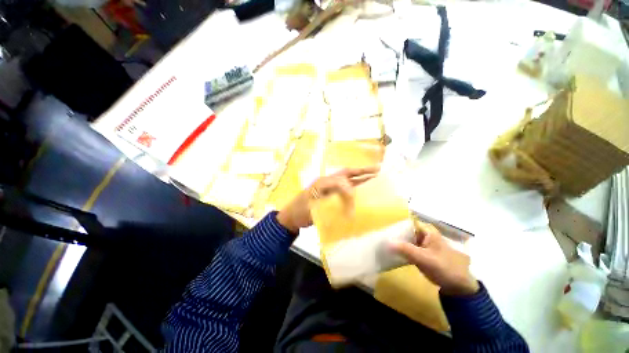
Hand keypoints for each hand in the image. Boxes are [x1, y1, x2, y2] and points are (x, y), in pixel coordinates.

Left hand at [276, 166, 379, 233]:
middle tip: (377, 170)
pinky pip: (347, 194)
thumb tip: (351, 195)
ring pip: (349, 183)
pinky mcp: (333, 200)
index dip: (354, 182)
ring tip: (376, 180)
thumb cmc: (301, 208)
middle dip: (362, 172)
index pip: (343, 177)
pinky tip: (364, 197)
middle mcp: (330, 183)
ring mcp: (332, 191)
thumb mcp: (313, 198)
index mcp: (325, 181)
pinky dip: (356, 194)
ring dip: (362, 181)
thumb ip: (331, 191)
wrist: (293, 218)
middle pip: (348, 175)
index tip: (359, 193)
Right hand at [390, 222, 478, 295]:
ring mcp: (422, 244)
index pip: (408, 222)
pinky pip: (408, 248)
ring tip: (383, 243)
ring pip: (406, 239)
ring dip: (397, 241)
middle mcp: (424, 235)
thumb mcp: (425, 258)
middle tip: (382, 236)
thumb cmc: (445, 268)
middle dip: (395, 233)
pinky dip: (401, 249)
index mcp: (427, 231)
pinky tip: (392, 252)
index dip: (396, 224)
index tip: (385, 228)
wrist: (459, 286)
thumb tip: (387, 242)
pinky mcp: (421, 253)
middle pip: (406, 230)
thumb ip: (406, 249)